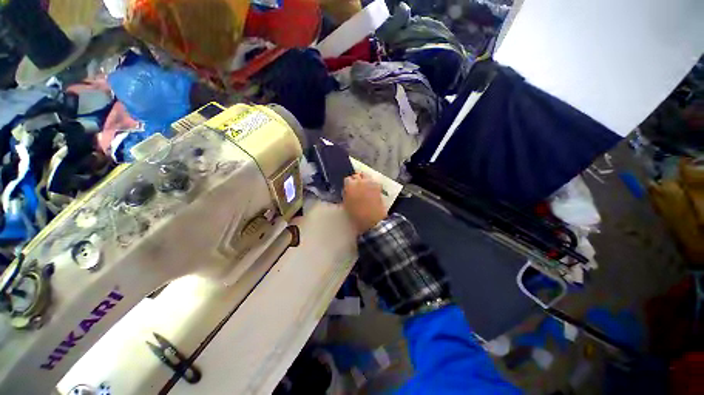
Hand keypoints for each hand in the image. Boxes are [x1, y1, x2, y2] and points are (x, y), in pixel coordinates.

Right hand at [343, 173, 387, 233]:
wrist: (372, 219)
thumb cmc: (356, 214)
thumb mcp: (346, 204)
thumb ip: (346, 194)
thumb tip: (347, 190)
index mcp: (350, 185)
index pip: (347, 179)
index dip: (348, 184)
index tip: (348, 188)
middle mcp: (360, 181)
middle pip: (357, 175)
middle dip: (356, 179)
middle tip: (356, 186)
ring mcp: (370, 182)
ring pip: (366, 175)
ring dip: (364, 179)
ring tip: (364, 186)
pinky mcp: (378, 185)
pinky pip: (373, 181)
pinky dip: (371, 183)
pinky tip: (371, 190)